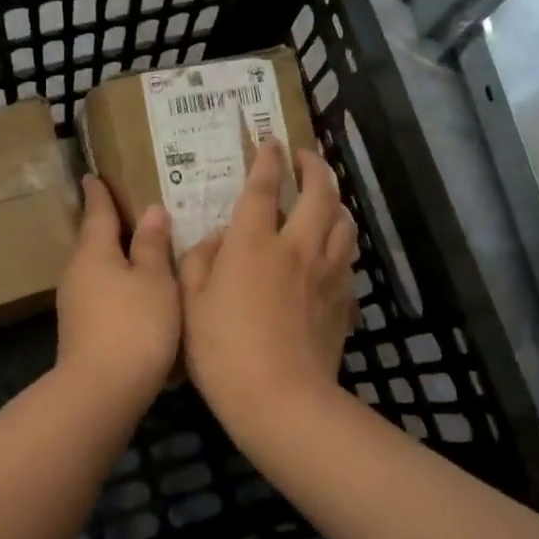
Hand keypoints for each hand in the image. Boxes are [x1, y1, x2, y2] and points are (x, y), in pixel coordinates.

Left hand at [54, 177, 179, 413]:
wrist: (101, 390)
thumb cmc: (134, 325)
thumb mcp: (155, 280)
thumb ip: (153, 245)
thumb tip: (151, 211)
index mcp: (93, 251)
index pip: (97, 211)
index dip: (99, 193)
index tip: (93, 175)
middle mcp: (77, 272)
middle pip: (93, 240)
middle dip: (107, 225)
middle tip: (125, 208)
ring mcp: (74, 303)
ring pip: (96, 268)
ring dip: (113, 257)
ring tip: (137, 249)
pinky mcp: (80, 329)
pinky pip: (100, 293)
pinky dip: (116, 284)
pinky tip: (134, 293)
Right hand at [179, 144, 357, 439]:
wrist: (281, 398)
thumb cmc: (223, 350)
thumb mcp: (190, 302)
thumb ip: (198, 260)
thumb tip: (217, 238)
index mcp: (254, 243)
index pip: (263, 187)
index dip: (267, 159)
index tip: (270, 140)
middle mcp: (297, 247)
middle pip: (319, 193)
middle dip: (314, 166)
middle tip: (306, 157)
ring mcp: (327, 272)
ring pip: (343, 222)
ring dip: (335, 201)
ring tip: (324, 198)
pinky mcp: (343, 299)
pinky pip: (348, 258)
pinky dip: (341, 243)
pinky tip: (332, 250)